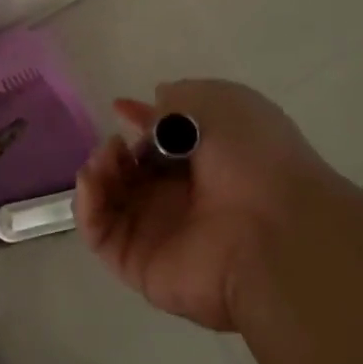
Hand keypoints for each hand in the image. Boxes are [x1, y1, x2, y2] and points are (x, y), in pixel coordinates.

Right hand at [74, 79, 333, 332]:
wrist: (276, 231)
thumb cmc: (253, 157)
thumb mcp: (220, 102)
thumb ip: (179, 100)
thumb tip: (157, 101)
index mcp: (208, 163)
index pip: (162, 143)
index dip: (140, 122)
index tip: (120, 106)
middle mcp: (183, 198)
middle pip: (132, 172)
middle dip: (115, 149)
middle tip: (117, 143)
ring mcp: (160, 233)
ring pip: (110, 200)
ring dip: (98, 171)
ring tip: (108, 157)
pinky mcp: (139, 264)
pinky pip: (100, 234)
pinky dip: (86, 204)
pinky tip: (94, 179)